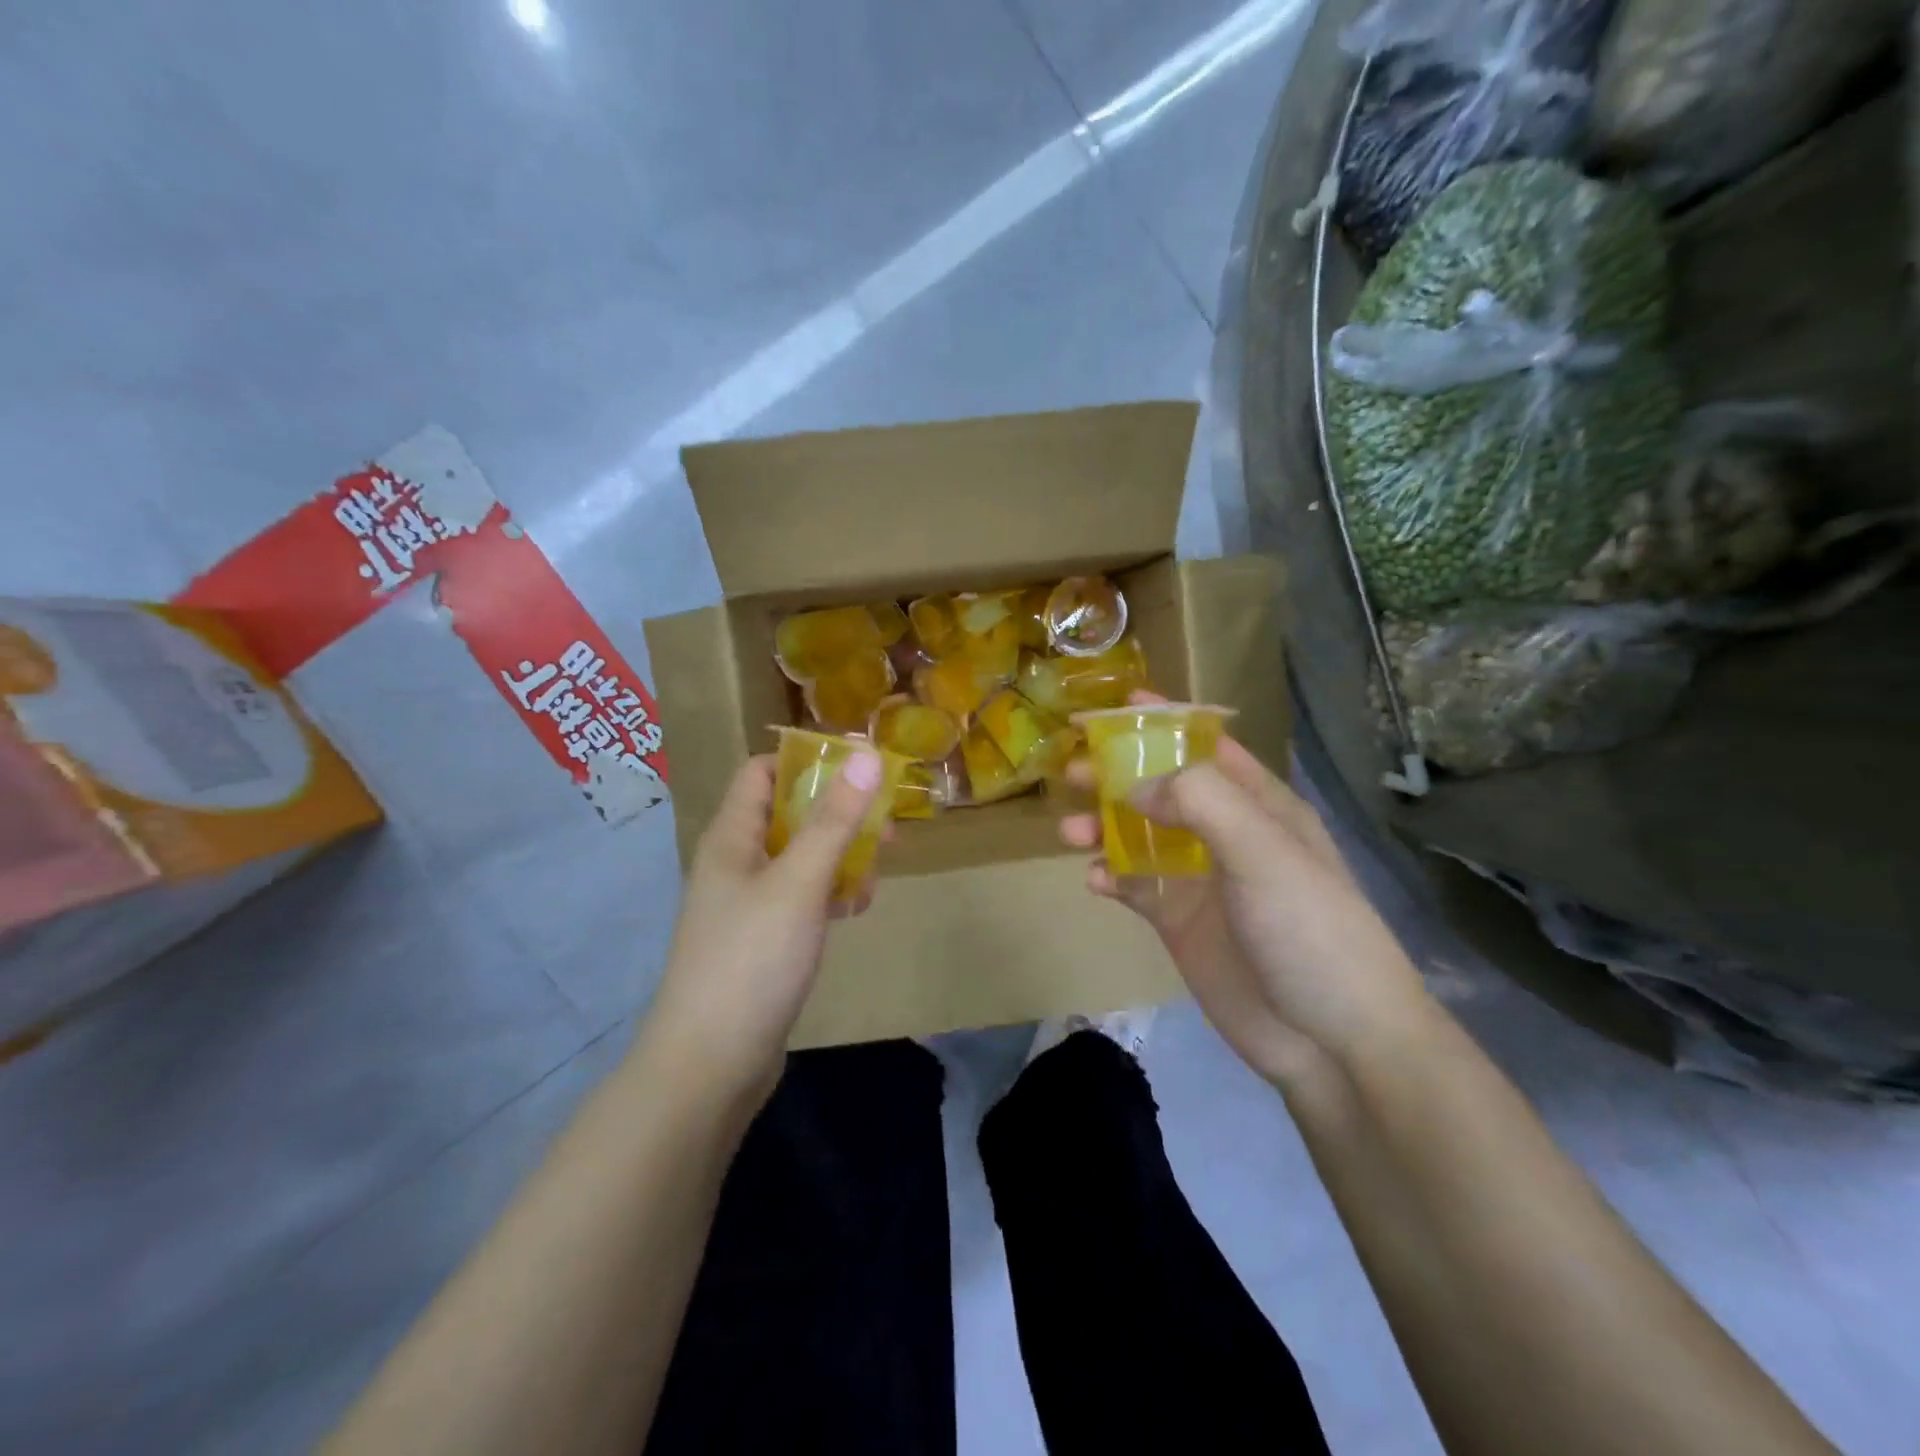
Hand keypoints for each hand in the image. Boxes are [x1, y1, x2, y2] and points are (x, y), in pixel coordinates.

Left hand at [642, 751, 885, 1105]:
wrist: (709, 1065)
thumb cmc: (751, 959)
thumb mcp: (799, 882)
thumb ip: (834, 819)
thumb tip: (864, 753)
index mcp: (731, 838)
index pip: (761, 772)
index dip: (806, 761)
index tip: (859, 766)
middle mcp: (736, 863)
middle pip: (788, 815)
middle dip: (838, 813)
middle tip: (886, 823)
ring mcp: (748, 905)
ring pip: (800, 859)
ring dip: (839, 856)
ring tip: (877, 871)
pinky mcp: (763, 941)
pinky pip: (801, 899)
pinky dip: (829, 895)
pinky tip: (855, 909)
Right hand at [1058, 696, 1428, 1084]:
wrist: (1331, 1041)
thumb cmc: (1308, 928)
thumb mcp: (1263, 850)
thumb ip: (1200, 802)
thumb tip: (1135, 786)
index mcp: (1259, 806)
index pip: (1207, 747)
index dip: (1164, 723)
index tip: (1115, 705)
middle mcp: (1227, 836)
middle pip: (1162, 790)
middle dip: (1117, 775)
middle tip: (1071, 771)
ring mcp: (1202, 880)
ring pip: (1140, 837)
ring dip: (1103, 828)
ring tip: (1068, 832)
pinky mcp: (1180, 922)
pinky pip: (1134, 887)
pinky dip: (1110, 877)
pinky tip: (1093, 880)